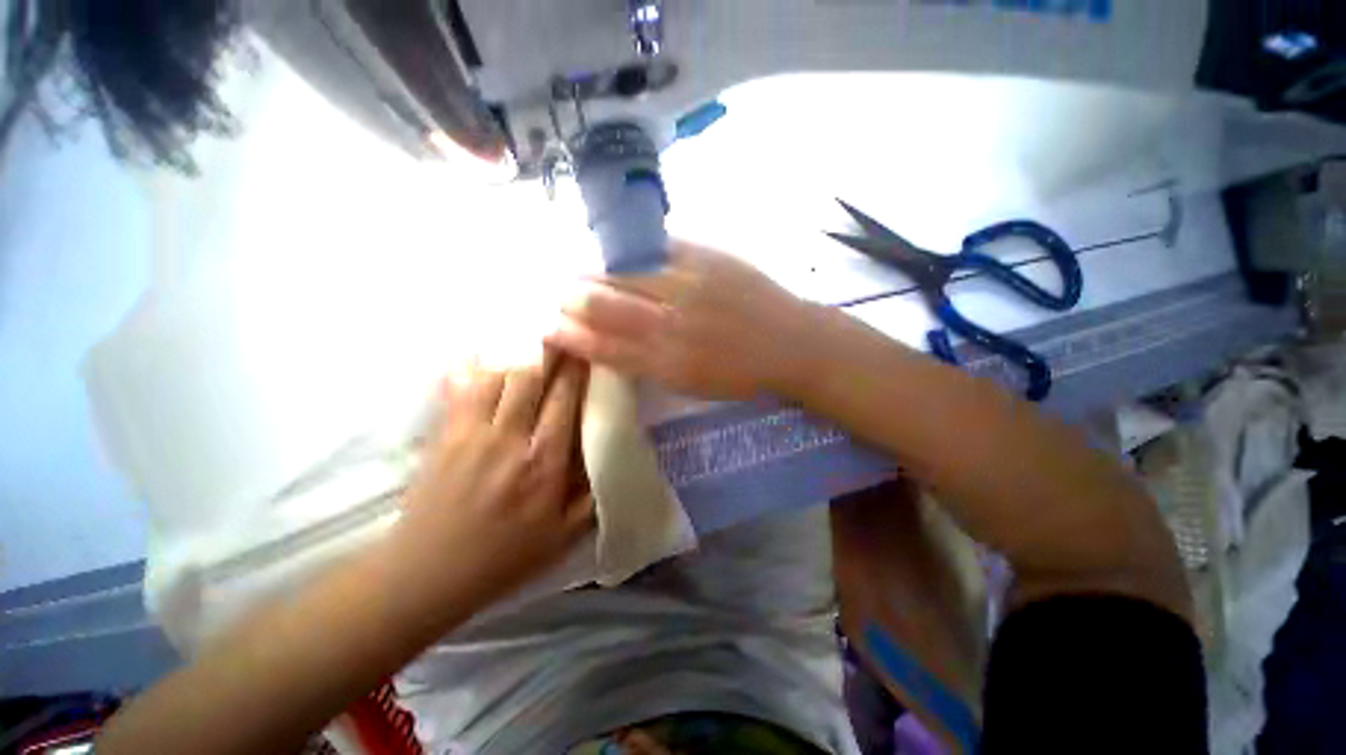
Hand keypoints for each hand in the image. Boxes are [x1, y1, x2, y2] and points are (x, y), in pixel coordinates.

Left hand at [396, 352, 593, 606]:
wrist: (427, 573)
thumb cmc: (503, 556)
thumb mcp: (564, 536)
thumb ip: (593, 495)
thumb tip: (613, 458)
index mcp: (543, 462)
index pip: (564, 400)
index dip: (576, 369)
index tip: (587, 348)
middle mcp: (509, 438)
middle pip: (530, 377)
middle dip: (549, 349)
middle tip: (562, 330)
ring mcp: (470, 432)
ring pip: (496, 375)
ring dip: (515, 351)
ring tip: (529, 335)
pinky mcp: (443, 433)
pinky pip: (460, 387)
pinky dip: (473, 364)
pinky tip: (481, 348)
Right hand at [547, 240, 819, 400]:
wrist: (789, 343)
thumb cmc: (739, 373)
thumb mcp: (689, 384)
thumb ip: (646, 364)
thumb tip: (604, 343)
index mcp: (665, 362)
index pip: (600, 345)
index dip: (567, 334)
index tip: (545, 324)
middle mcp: (669, 323)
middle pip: (602, 303)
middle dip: (567, 296)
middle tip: (552, 292)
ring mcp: (687, 284)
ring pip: (621, 271)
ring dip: (588, 269)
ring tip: (571, 268)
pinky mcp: (705, 256)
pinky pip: (654, 247)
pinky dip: (626, 249)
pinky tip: (611, 249)